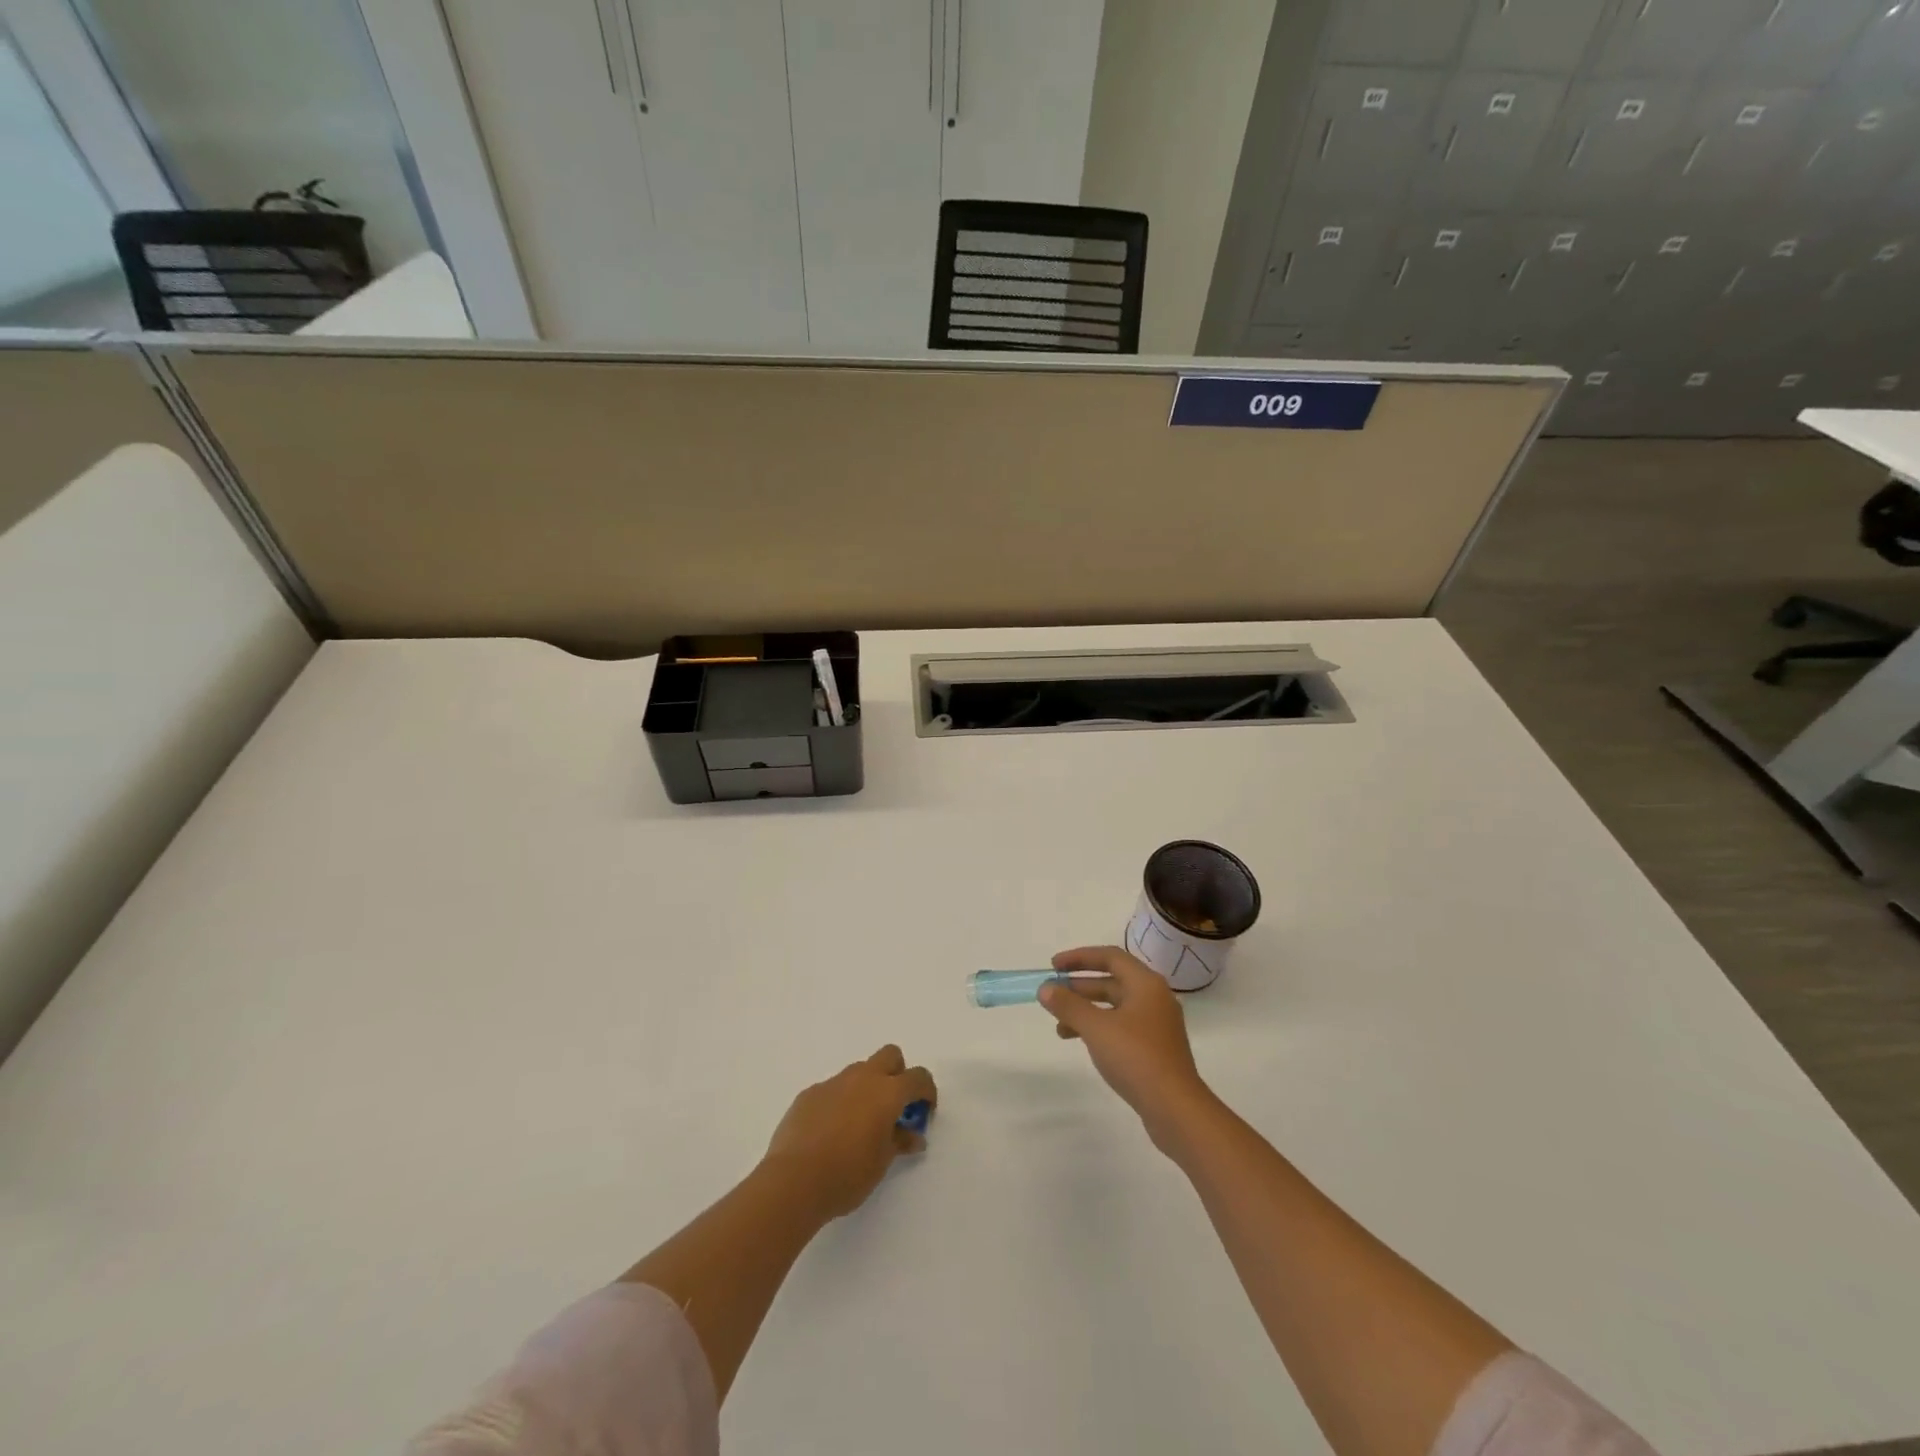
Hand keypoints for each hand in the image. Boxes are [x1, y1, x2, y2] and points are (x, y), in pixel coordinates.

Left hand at [763, 1045, 935, 1218]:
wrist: (793, 1181)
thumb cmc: (847, 1174)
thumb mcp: (882, 1162)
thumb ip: (900, 1141)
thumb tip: (913, 1136)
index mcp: (887, 1092)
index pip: (918, 1077)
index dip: (927, 1091)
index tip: (924, 1112)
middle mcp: (862, 1078)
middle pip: (889, 1056)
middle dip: (898, 1074)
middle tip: (894, 1107)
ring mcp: (833, 1083)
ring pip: (859, 1071)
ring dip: (867, 1088)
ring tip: (860, 1124)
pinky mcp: (809, 1093)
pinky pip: (833, 1089)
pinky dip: (840, 1102)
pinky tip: (831, 1132)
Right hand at [1039, 946, 1213, 1145]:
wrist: (1175, 1109)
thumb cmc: (1135, 1057)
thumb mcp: (1096, 1028)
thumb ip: (1068, 1005)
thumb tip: (1045, 988)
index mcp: (1146, 984)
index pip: (1110, 957)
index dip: (1079, 958)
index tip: (1053, 966)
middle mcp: (1154, 998)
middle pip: (1112, 981)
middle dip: (1080, 987)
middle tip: (1052, 994)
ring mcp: (1156, 1025)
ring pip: (1115, 1007)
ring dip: (1086, 1011)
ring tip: (1059, 1025)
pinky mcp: (1155, 1049)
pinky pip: (1121, 1027)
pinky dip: (1099, 1028)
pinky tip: (1081, 1042)